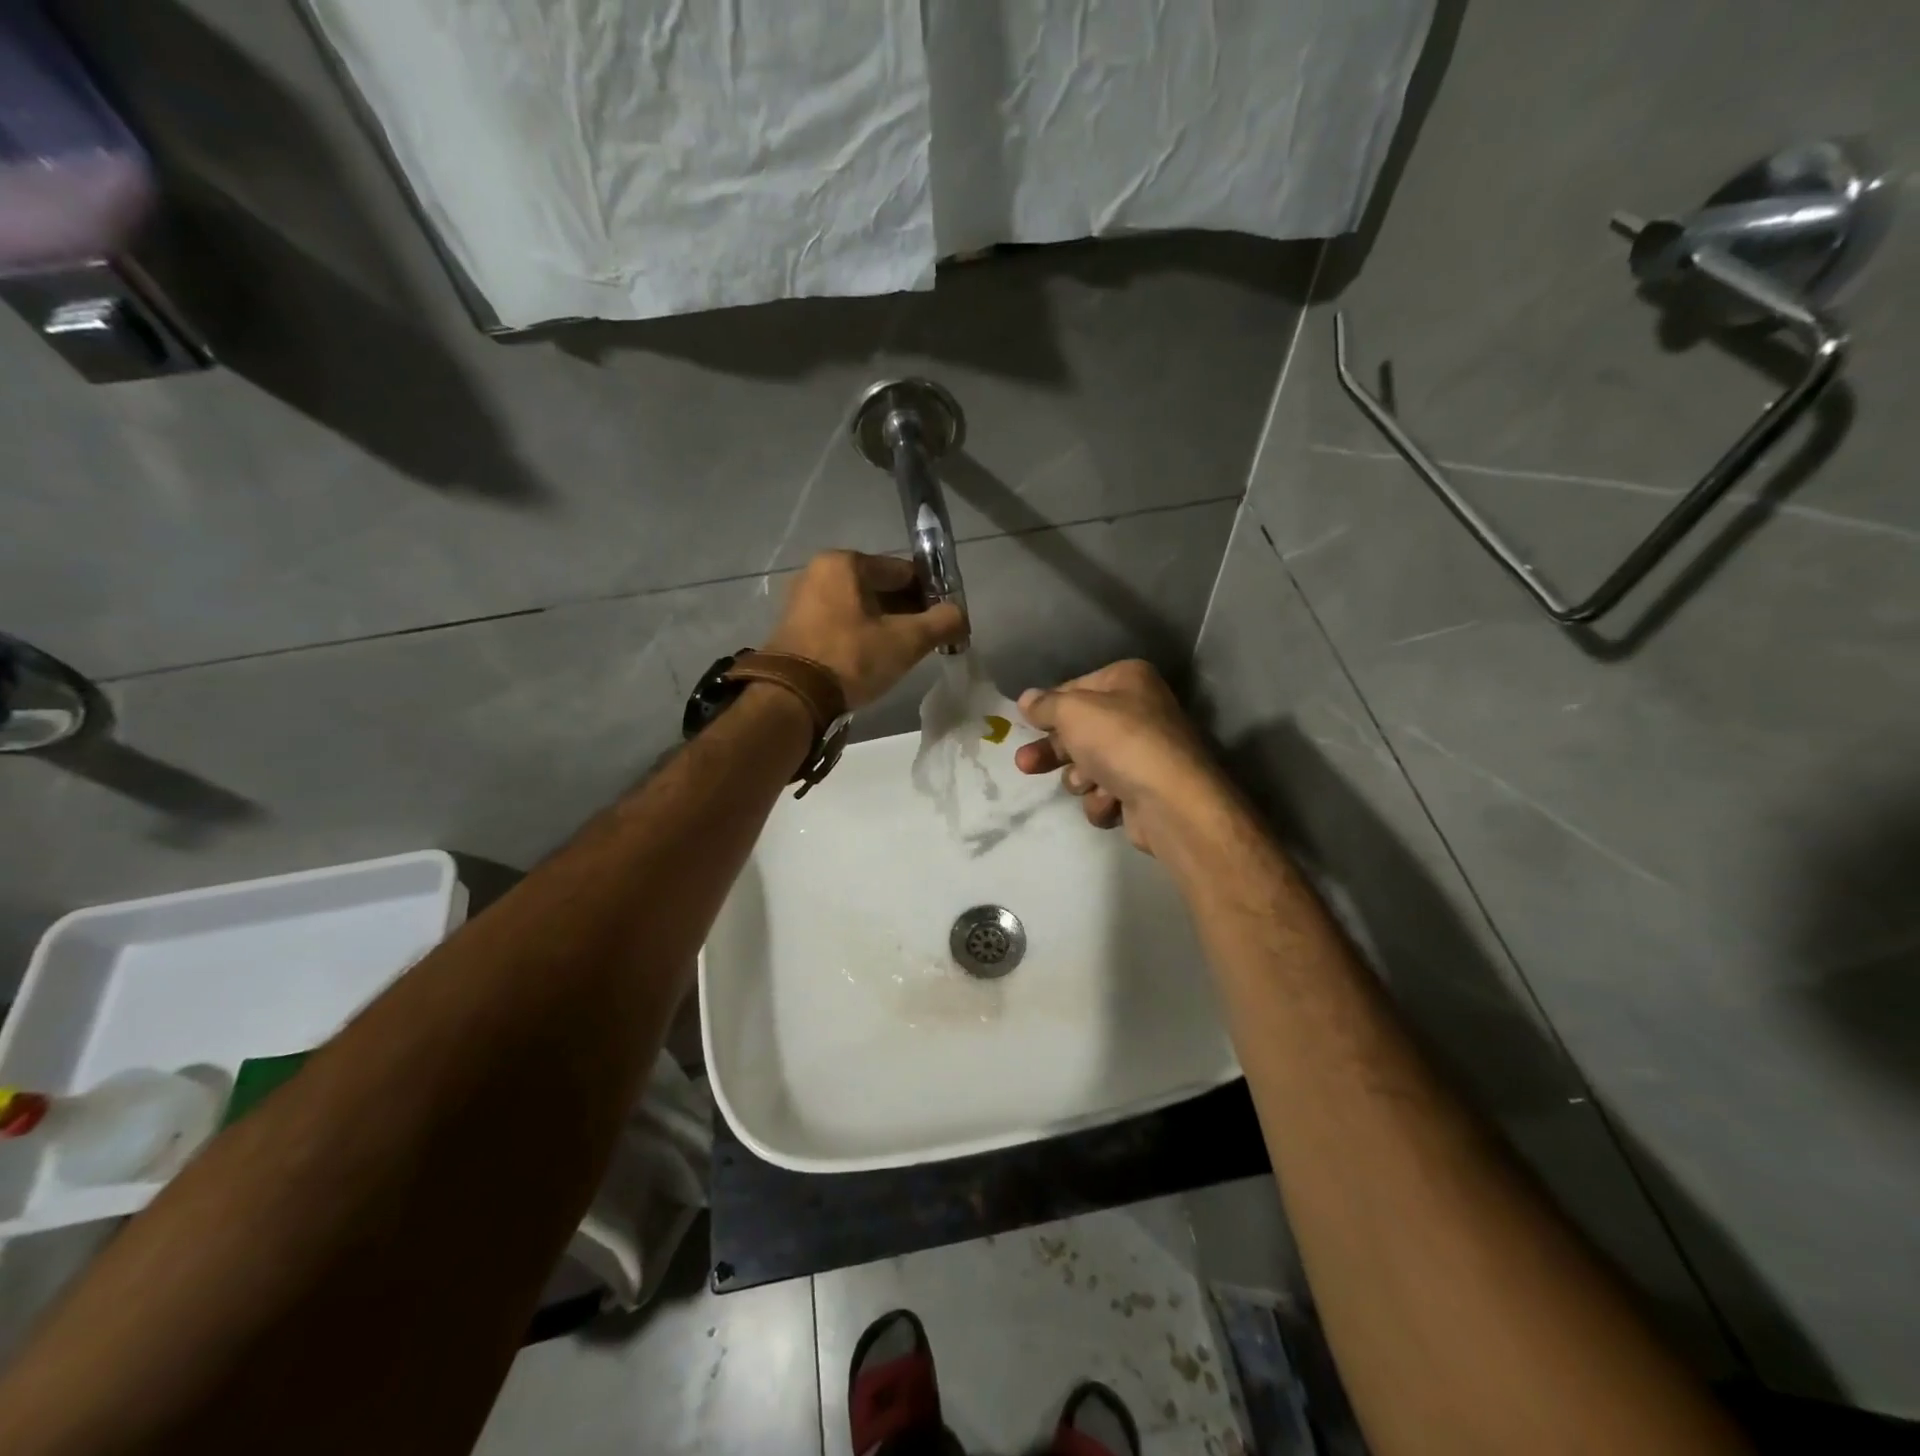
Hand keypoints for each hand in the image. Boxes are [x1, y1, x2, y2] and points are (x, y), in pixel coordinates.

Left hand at [763, 551, 966, 709]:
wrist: (793, 697)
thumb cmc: (852, 658)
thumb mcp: (906, 641)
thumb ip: (942, 622)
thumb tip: (961, 615)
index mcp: (844, 563)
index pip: (902, 571)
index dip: (930, 593)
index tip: (945, 619)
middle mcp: (819, 572)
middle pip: (879, 588)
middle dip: (906, 611)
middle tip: (927, 639)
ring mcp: (803, 600)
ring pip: (859, 607)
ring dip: (884, 625)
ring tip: (904, 652)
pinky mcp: (795, 627)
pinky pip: (840, 623)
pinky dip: (861, 635)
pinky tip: (874, 658)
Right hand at [1014, 660, 1227, 853]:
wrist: (1169, 801)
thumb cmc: (1119, 741)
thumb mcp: (1072, 711)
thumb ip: (1045, 705)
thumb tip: (1027, 699)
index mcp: (1128, 680)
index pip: (1076, 688)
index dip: (1049, 707)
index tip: (1025, 722)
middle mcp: (1139, 712)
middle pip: (1079, 731)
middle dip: (1052, 751)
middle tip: (1024, 764)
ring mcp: (1142, 754)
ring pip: (1089, 766)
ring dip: (1080, 778)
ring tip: (1086, 783)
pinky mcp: (1143, 791)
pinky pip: (1106, 793)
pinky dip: (1103, 799)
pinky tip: (1111, 800)